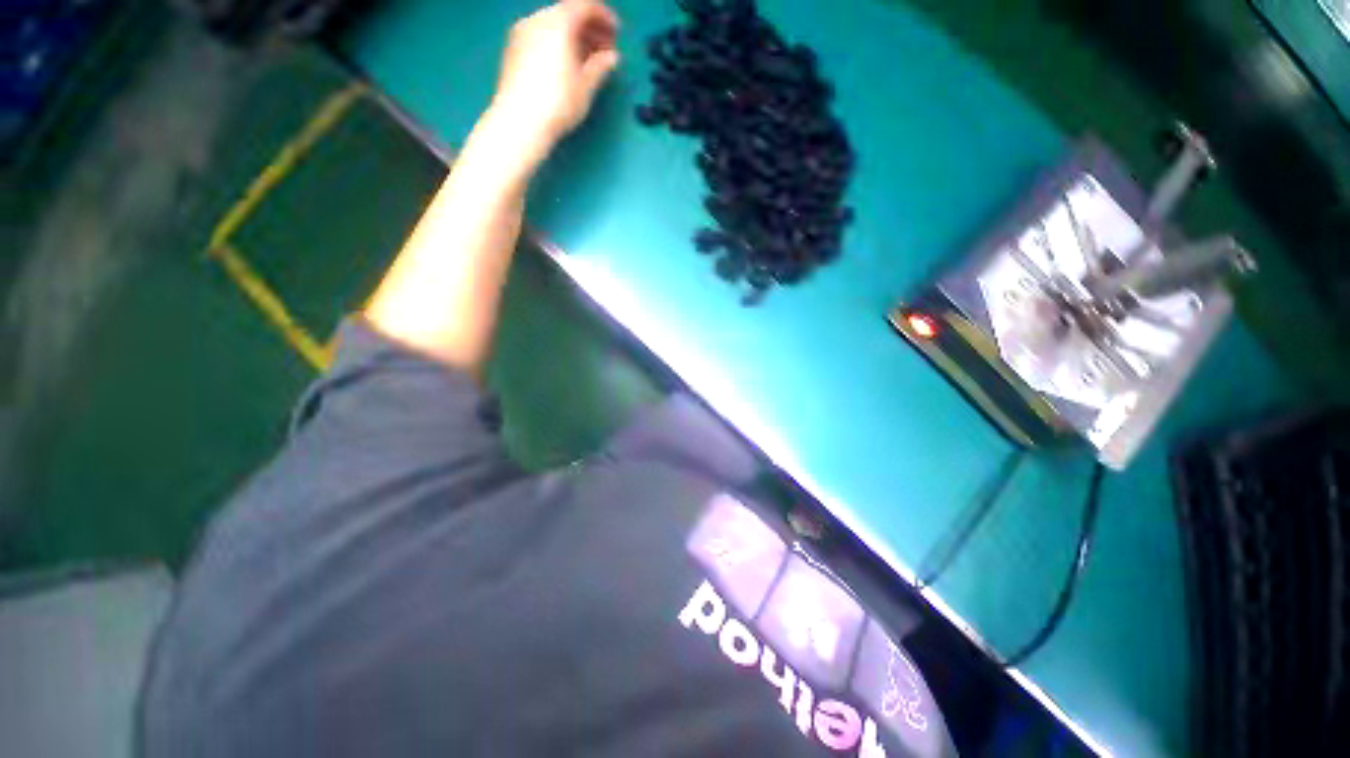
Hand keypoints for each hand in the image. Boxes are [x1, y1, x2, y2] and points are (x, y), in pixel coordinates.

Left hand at [489, 0, 620, 162]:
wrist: (519, 121)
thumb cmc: (558, 103)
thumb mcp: (586, 86)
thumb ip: (600, 66)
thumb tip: (612, 56)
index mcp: (559, 22)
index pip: (585, 5)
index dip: (605, 16)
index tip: (617, 33)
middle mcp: (538, 19)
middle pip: (568, 13)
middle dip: (589, 27)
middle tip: (605, 49)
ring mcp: (522, 32)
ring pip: (553, 24)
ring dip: (573, 36)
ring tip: (588, 60)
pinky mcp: (513, 49)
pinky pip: (541, 35)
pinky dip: (557, 42)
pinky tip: (566, 65)